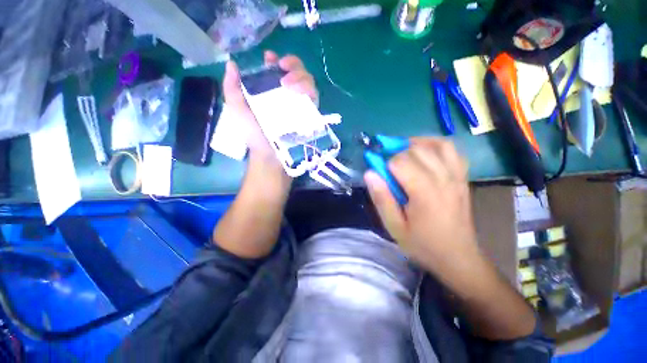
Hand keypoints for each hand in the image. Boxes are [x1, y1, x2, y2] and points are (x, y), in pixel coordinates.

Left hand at [222, 51, 317, 161]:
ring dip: (301, 77)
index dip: (276, 60)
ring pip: (307, 82)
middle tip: (284, 69)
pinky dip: (310, 91)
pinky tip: (301, 93)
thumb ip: (232, 88)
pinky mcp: (309, 115)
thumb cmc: (253, 134)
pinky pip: (314, 98)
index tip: (271, 59)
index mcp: (271, 91)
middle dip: (293, 65)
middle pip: (296, 72)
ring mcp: (299, 105)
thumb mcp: (238, 110)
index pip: (277, 70)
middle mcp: (287, 96)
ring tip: (289, 84)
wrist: (269, 155)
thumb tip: (232, 64)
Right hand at [364, 138, 478, 272]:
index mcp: (425, 192)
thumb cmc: (422, 244)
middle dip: (397, 154)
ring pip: (436, 144)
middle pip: (416, 149)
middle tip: (388, 168)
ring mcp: (456, 176)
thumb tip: (369, 173)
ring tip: (404, 154)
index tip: (380, 175)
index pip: (400, 161)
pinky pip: (452, 150)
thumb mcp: (394, 227)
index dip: (385, 164)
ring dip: (416, 144)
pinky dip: (436, 145)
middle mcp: (443, 178)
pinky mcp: (462, 177)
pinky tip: (425, 153)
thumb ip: (381, 199)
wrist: (458, 257)